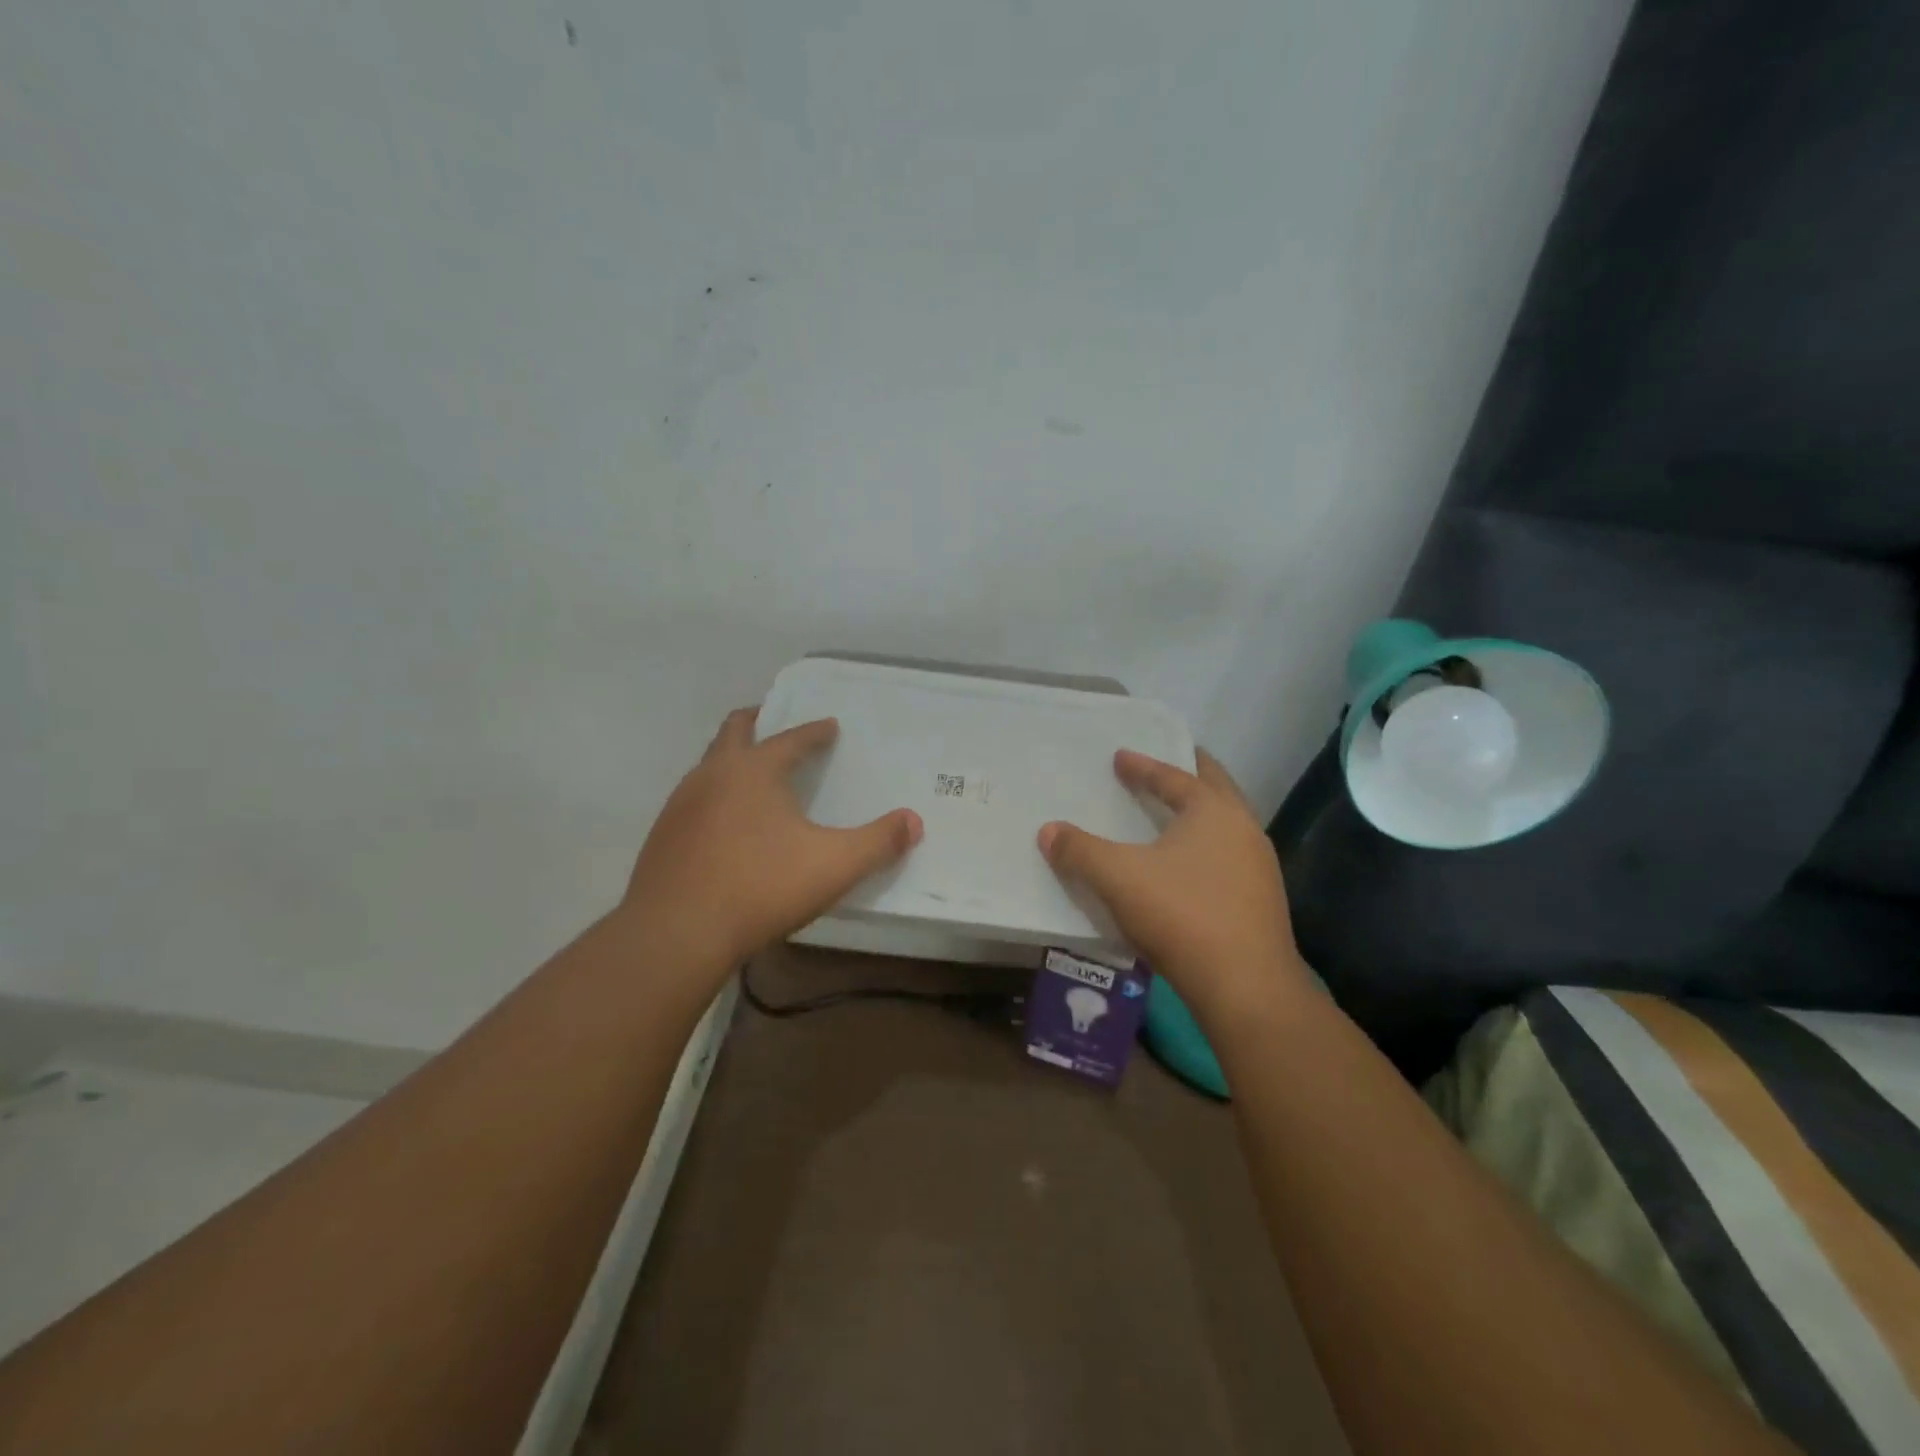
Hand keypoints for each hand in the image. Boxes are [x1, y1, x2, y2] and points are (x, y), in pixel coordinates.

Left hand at [621, 708, 921, 978]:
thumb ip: (878, 842)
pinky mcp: (663, 836)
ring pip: (708, 764)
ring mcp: (680, 804)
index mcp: (754, 770)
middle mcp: (712, 775)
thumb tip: (913, 822)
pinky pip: (693, 799)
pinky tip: (725, 824)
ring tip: (753, 775)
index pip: (790, 738)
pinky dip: (714, 795)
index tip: (829, 726)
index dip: (814, 732)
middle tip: (773, 721)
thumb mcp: (834, 866)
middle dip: (756, 722)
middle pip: (734, 731)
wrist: (676, 934)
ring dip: (732, 759)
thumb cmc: (761, 888)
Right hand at [1037, 750, 1306, 1011]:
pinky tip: (1189, 868)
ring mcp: (1259, 867)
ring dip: (1202, 813)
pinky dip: (1207, 848)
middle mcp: (1243, 829)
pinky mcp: (1262, 902)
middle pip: (1216, 788)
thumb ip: (1079, 850)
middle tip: (1168, 763)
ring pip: (1227, 825)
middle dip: (1190, 773)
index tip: (1120, 757)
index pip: (1173, 777)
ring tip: (1176, 814)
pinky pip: (1229, 858)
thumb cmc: (1181, 914)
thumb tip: (1048, 831)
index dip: (1143, 766)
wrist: (1245, 986)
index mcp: (1213, 811)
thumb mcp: (1117, 878)